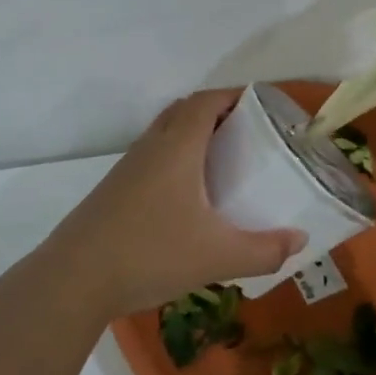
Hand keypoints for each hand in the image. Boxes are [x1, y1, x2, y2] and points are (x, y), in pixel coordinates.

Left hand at [46, 89, 304, 317]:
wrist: (75, 278)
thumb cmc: (151, 253)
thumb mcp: (217, 256)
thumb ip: (264, 250)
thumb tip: (300, 239)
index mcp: (177, 146)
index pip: (206, 101)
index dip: (234, 96)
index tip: (262, 106)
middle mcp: (151, 147)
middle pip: (184, 111)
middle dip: (216, 113)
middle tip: (247, 134)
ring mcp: (128, 167)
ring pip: (165, 134)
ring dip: (193, 136)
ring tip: (223, 162)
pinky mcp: (115, 190)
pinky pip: (152, 157)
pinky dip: (175, 159)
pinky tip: (188, 197)